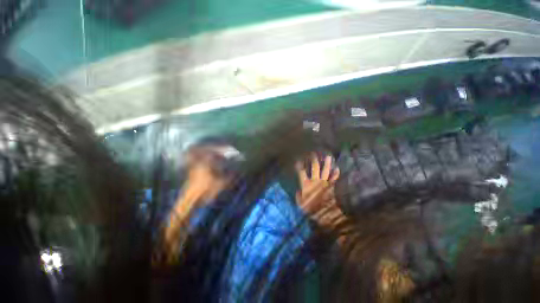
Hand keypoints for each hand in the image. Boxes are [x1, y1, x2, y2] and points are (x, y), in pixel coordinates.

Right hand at [295, 154, 339, 219]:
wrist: (327, 215)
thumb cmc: (313, 210)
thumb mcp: (301, 206)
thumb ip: (299, 198)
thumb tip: (298, 192)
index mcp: (306, 185)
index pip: (301, 172)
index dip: (299, 166)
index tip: (298, 160)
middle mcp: (315, 181)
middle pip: (314, 168)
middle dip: (314, 160)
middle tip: (314, 153)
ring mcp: (325, 182)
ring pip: (325, 170)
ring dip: (326, 163)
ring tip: (328, 156)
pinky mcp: (332, 186)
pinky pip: (334, 178)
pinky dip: (336, 173)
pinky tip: (337, 169)